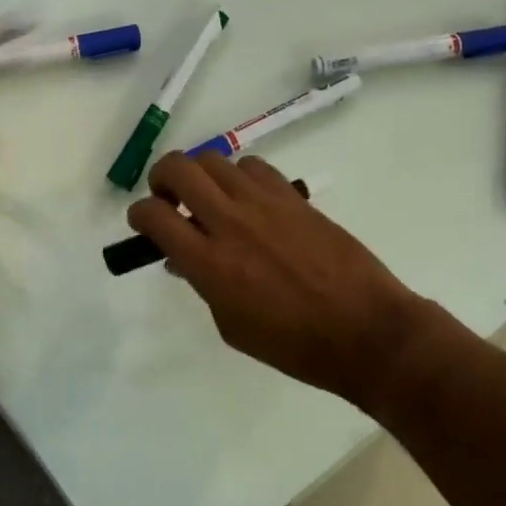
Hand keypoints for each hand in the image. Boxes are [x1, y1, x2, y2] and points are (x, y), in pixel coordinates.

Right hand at [126, 152, 451, 407]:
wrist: (366, 331)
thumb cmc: (294, 344)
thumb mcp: (232, 326)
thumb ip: (203, 285)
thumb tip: (183, 259)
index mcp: (209, 263)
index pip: (153, 215)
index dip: (139, 214)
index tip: (144, 224)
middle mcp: (230, 223)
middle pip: (178, 169)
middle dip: (161, 178)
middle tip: (169, 198)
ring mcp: (264, 204)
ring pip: (214, 160)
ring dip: (201, 175)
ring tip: (211, 198)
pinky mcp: (293, 197)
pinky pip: (253, 167)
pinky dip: (240, 176)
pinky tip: (249, 199)